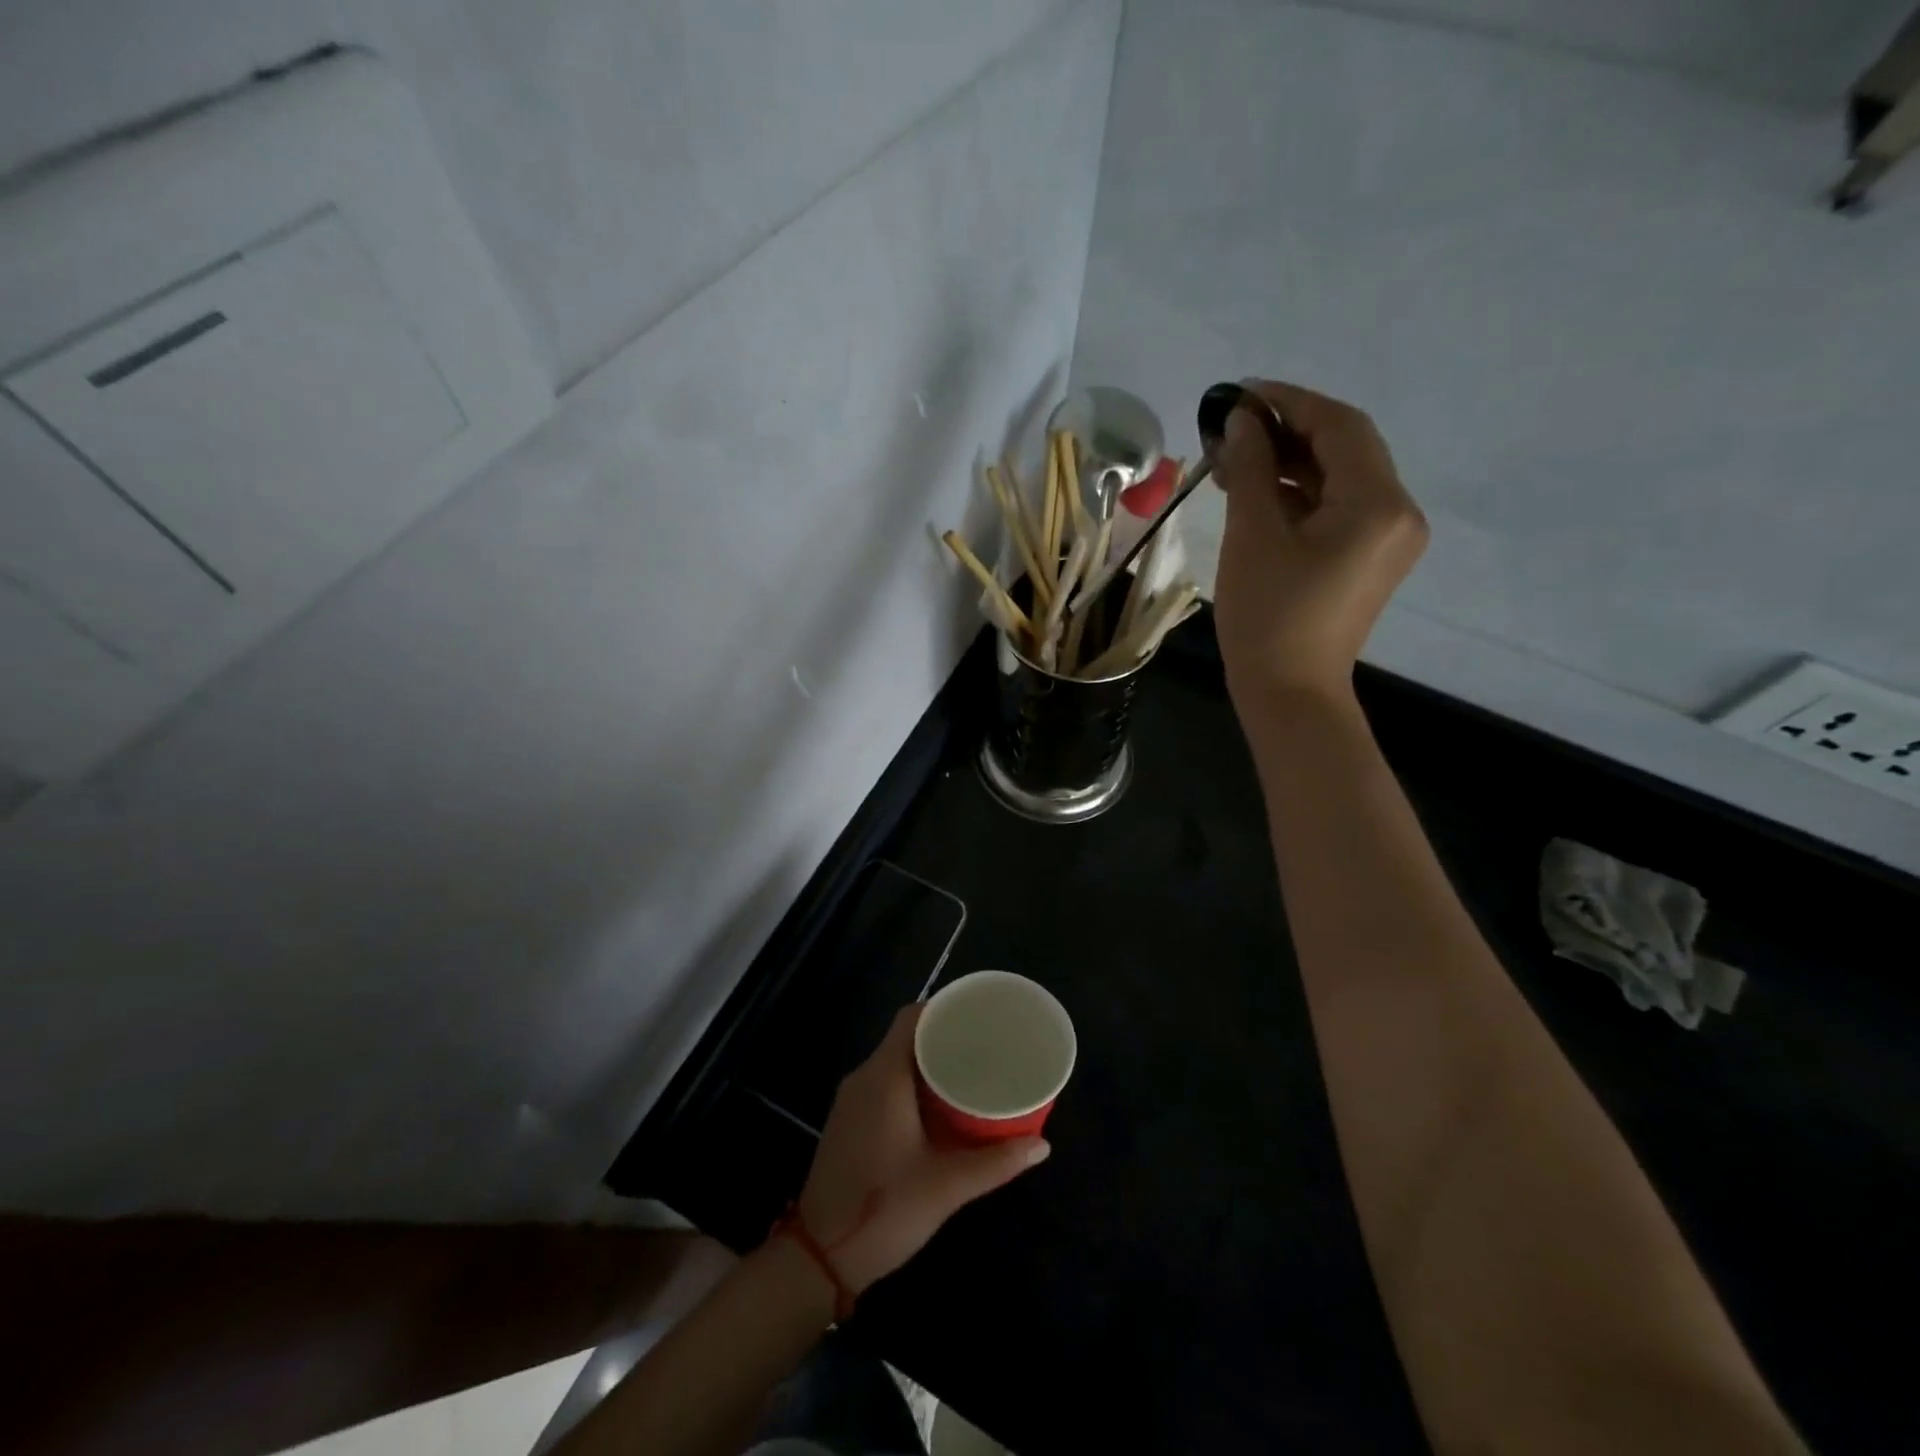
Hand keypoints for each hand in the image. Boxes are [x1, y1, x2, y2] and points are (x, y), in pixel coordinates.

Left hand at [795, 1005, 1048, 1294]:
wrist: (818, 1258)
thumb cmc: (883, 1211)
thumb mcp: (946, 1187)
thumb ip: (995, 1163)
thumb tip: (1041, 1146)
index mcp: (883, 1077)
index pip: (911, 1018)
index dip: (944, 1009)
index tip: (978, 1016)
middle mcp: (864, 1078)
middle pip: (905, 1037)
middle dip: (944, 1037)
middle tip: (986, 1047)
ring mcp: (852, 1101)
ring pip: (894, 1062)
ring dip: (929, 1063)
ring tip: (970, 1071)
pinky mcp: (849, 1123)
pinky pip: (884, 1084)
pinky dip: (913, 1083)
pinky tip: (940, 1105)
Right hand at [1212, 380, 1426, 709]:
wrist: (1290, 693)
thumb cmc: (1267, 617)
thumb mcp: (1253, 536)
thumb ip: (1252, 468)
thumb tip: (1241, 421)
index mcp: (1378, 503)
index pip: (1340, 426)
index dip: (1289, 402)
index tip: (1239, 394)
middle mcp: (1400, 512)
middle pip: (1347, 448)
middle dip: (1289, 430)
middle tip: (1233, 427)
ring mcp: (1390, 537)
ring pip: (1341, 477)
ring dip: (1292, 462)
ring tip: (1236, 459)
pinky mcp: (1372, 558)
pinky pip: (1340, 508)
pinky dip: (1302, 493)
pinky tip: (1260, 491)